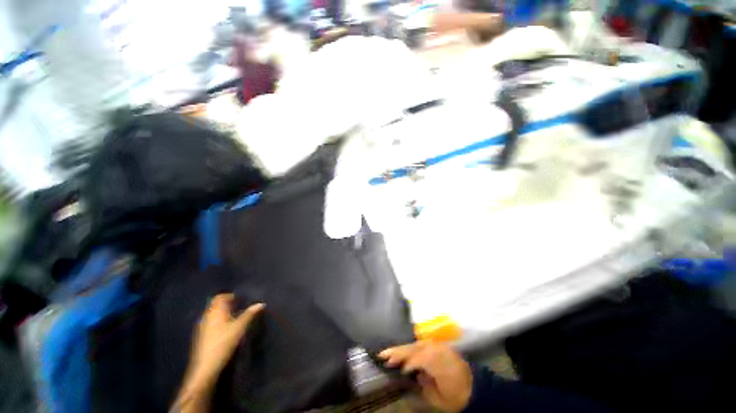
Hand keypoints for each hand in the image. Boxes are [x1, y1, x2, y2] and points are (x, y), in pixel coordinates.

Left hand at [184, 294, 263, 390]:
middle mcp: (207, 316)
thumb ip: (249, 314)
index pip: (220, 297)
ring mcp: (202, 327)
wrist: (206, 366)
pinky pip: (210, 322)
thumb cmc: (224, 342)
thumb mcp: (240, 327)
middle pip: (216, 305)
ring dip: (222, 313)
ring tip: (235, 317)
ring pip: (212, 314)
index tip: (240, 299)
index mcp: (215, 311)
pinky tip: (226, 329)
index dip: (230, 296)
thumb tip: (261, 303)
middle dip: (226, 304)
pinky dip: (218, 321)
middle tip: (239, 306)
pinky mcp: (201, 336)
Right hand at [379, 342, 472, 411]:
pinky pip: (419, 345)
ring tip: (388, 353)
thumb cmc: (455, 394)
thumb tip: (412, 373)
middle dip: (398, 351)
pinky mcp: (437, 345)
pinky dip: (409, 348)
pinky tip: (401, 352)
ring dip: (401, 348)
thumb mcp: (440, 397)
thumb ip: (425, 384)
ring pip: (415, 344)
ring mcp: (437, 345)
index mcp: (439, 362)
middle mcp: (437, 349)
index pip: (418, 358)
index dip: (405, 362)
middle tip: (383, 355)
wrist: (473, 387)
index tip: (392, 367)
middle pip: (414, 348)